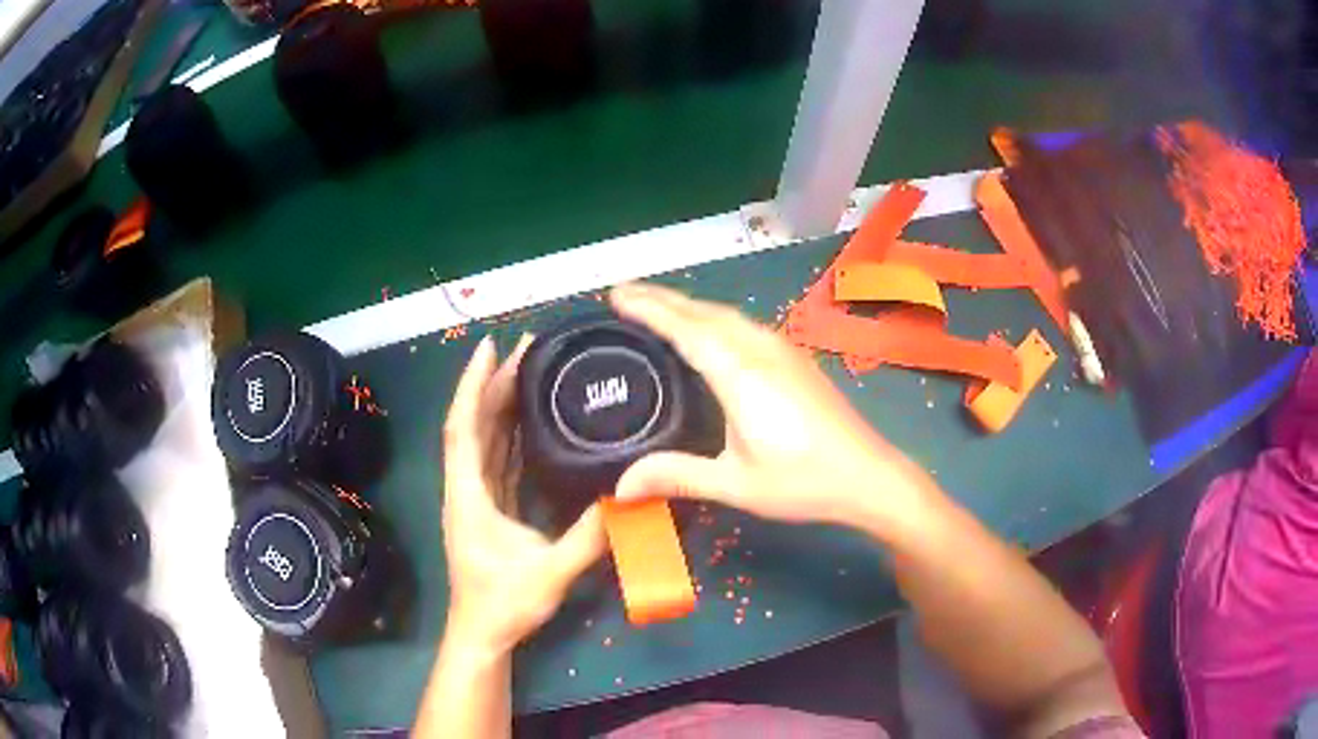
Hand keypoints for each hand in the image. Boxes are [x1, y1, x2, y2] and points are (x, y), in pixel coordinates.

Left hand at [441, 335, 606, 655]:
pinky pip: (495, 459)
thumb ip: (589, 538)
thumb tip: (628, 497)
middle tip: (525, 348)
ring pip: (483, 440)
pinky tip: (528, 420)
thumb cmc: (504, 603)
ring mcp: (475, 498)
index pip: (463, 428)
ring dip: (499, 404)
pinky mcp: (487, 508)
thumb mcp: (550, 572)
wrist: (482, 634)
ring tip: (526, 370)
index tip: (487, 347)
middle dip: (494, 383)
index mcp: (468, 494)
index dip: (472, 385)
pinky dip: (508, 434)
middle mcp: (466, 488)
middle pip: (475, 425)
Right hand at [612, 283, 936, 536]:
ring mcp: (783, 351)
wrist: (869, 475)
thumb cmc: (802, 481)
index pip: (685, 328)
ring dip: (690, 306)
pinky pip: (744, 326)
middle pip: (705, 312)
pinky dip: (714, 319)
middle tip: (624, 294)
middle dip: (663, 299)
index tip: (616, 295)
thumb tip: (620, 485)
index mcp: (740, 374)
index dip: (649, 308)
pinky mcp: (796, 359)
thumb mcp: (735, 483)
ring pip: (727, 315)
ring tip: (658, 308)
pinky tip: (710, 332)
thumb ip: (677, 476)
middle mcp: (761, 350)